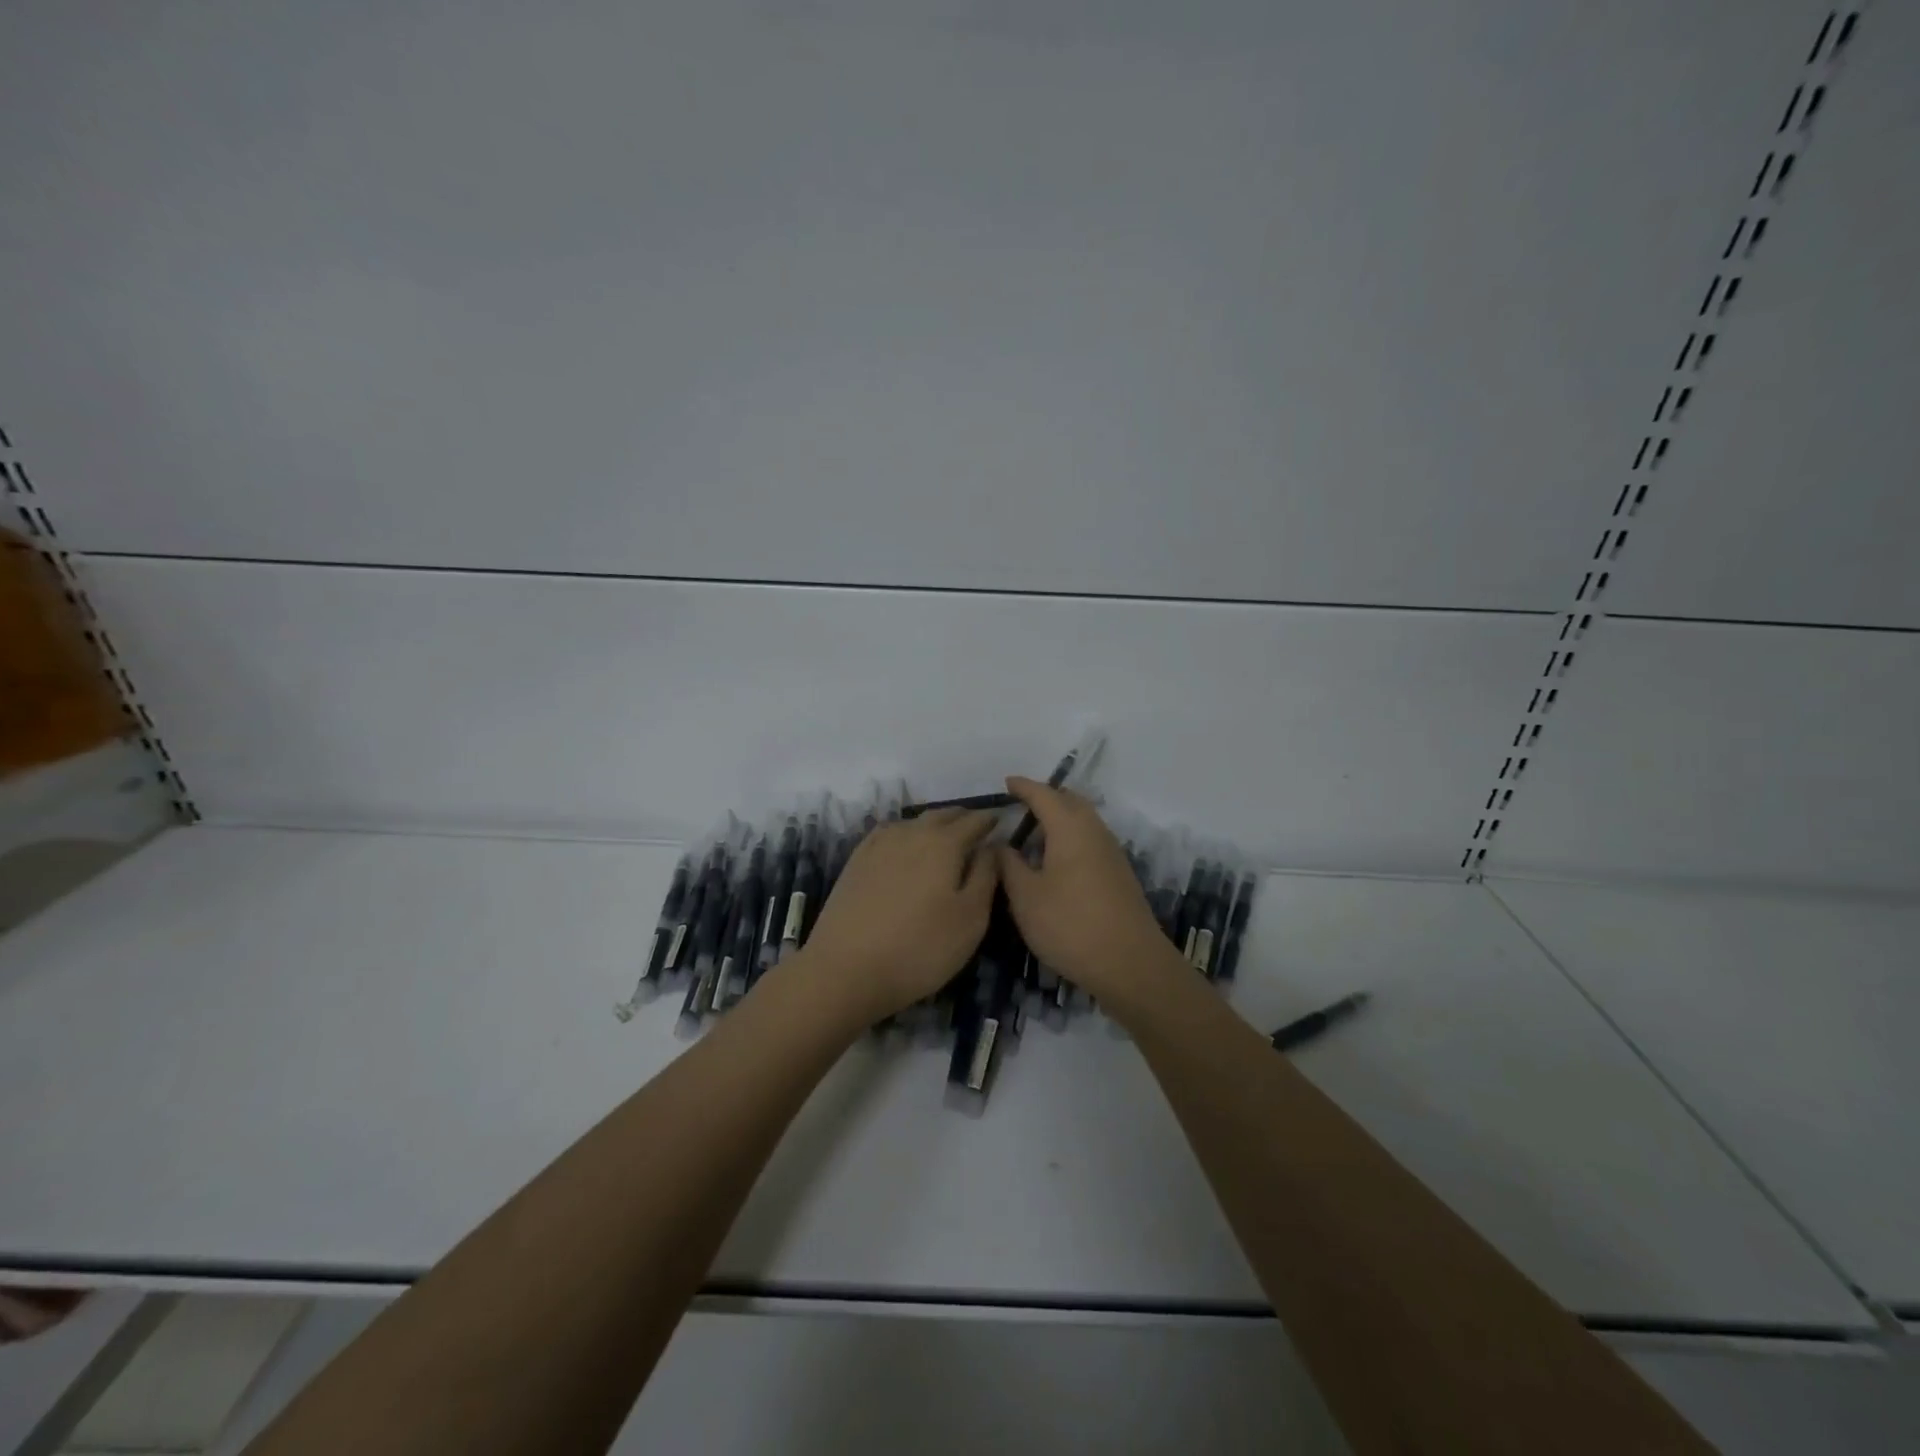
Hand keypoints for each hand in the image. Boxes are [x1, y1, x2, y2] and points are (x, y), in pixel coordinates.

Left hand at [799, 808, 999, 1020]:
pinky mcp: (856, 860)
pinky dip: (906, 833)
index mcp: (944, 843)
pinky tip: (905, 846)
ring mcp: (879, 844)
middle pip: (943, 815)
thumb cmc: (920, 947)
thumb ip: (986, 875)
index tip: (1003, 823)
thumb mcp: (971, 918)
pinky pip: (889, 833)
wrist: (845, 970)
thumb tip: (992, 846)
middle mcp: (911, 833)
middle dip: (963, 818)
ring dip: (934, 824)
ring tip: (945, 837)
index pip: (975, 821)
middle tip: (977, 829)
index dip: (990, 820)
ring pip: (914, 822)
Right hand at [996, 776, 1179, 1000]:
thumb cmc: (1070, 925)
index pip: (1043, 795)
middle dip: (1045, 797)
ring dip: (1060, 818)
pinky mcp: (1118, 874)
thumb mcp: (1025, 897)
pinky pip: (1090, 839)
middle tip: (1020, 805)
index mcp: (1070, 828)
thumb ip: (1008, 865)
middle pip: (1070, 801)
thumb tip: (1000, 843)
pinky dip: (1071, 837)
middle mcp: (1094, 831)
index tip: (1006, 783)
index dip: (1023, 787)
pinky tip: (1056, 860)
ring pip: (1084, 821)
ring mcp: (1111, 853)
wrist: (1130, 963)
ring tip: (1034, 832)